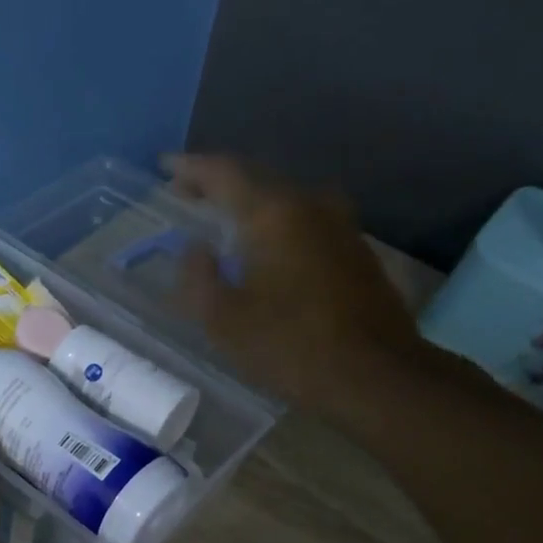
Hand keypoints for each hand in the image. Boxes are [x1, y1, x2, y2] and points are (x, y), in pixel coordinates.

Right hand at [168, 153, 430, 423]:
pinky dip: (277, 223)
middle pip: (258, 179)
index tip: (165, 167)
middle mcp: (310, 205)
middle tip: (188, 194)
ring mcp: (340, 225)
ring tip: (224, 219)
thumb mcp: (224, 320)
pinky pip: (305, 220)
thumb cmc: (291, 347)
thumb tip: (196, 250)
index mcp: (274, 214)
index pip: (225, 172)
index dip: (191, 167)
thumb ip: (199, 278)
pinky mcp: (356, 250)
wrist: (377, 375)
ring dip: (251, 203)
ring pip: (285, 199)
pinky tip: (266, 247)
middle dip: (219, 184)